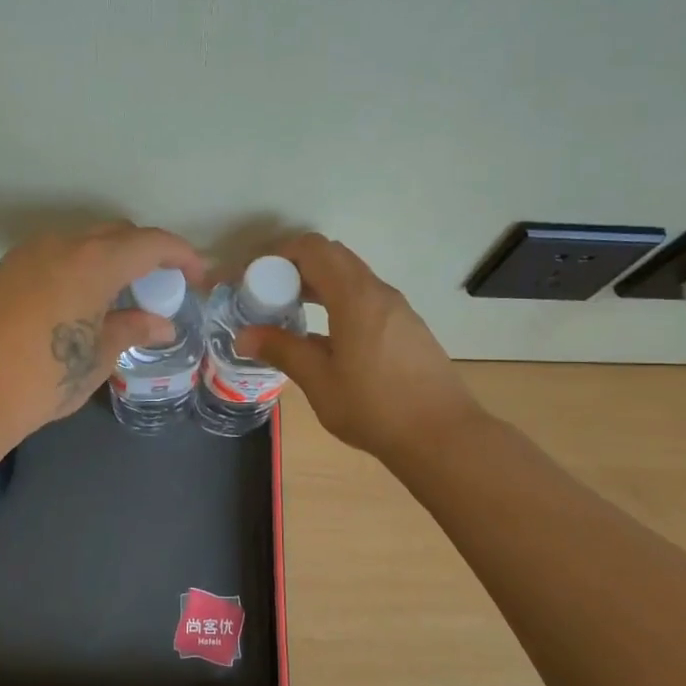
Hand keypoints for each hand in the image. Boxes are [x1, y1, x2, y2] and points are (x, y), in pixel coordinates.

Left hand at [0, 223, 206, 449]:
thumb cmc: (41, 379)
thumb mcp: (95, 358)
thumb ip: (131, 331)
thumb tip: (160, 324)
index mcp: (92, 262)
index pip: (150, 243)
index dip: (181, 255)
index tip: (197, 276)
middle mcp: (60, 246)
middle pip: (115, 235)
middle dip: (145, 254)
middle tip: (160, 287)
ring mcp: (25, 256)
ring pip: (81, 243)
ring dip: (108, 260)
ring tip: (119, 297)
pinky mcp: (1, 273)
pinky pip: (53, 257)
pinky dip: (77, 269)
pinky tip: (77, 304)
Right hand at [234, 233, 481, 461]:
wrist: (442, 435)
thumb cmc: (375, 407)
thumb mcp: (319, 381)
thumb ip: (282, 350)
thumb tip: (244, 336)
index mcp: (355, 297)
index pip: (314, 249)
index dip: (281, 255)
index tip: (258, 280)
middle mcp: (379, 293)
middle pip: (334, 257)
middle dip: (297, 269)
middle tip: (271, 297)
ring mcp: (399, 309)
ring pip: (352, 278)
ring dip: (320, 285)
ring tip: (292, 315)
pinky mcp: (408, 328)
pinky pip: (367, 298)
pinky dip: (340, 302)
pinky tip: (328, 338)